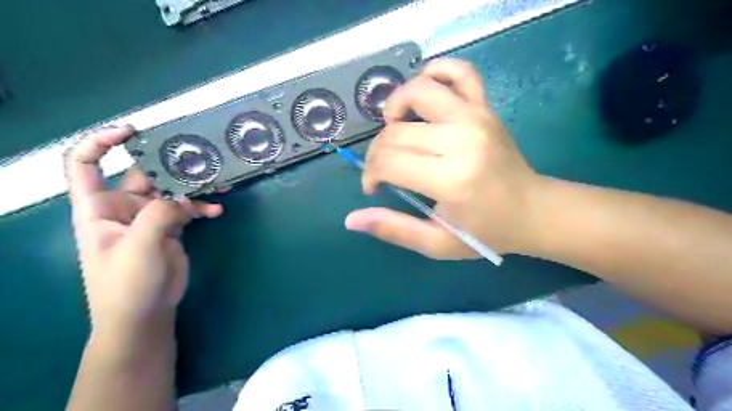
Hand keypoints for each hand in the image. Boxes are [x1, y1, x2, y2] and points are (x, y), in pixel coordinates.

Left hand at [66, 126, 223, 338]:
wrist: (145, 313)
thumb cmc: (127, 283)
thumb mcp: (139, 247)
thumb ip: (159, 215)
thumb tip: (183, 196)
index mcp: (99, 207)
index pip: (86, 164)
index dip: (102, 142)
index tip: (132, 132)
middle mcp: (123, 207)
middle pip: (143, 173)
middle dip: (169, 164)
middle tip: (198, 157)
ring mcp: (149, 217)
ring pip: (171, 190)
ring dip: (193, 186)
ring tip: (217, 184)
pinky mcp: (171, 228)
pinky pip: (187, 209)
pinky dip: (202, 208)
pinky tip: (217, 211)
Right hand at [346, 59, 544, 259]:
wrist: (533, 210)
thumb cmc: (485, 231)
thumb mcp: (437, 244)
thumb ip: (393, 229)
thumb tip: (351, 219)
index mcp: (450, 179)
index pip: (389, 162)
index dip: (370, 174)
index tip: (374, 188)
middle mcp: (461, 140)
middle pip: (396, 132)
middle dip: (377, 152)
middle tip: (383, 170)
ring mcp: (476, 117)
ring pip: (419, 90)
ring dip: (395, 106)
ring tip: (395, 128)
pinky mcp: (485, 107)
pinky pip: (459, 71)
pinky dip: (435, 72)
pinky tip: (424, 93)